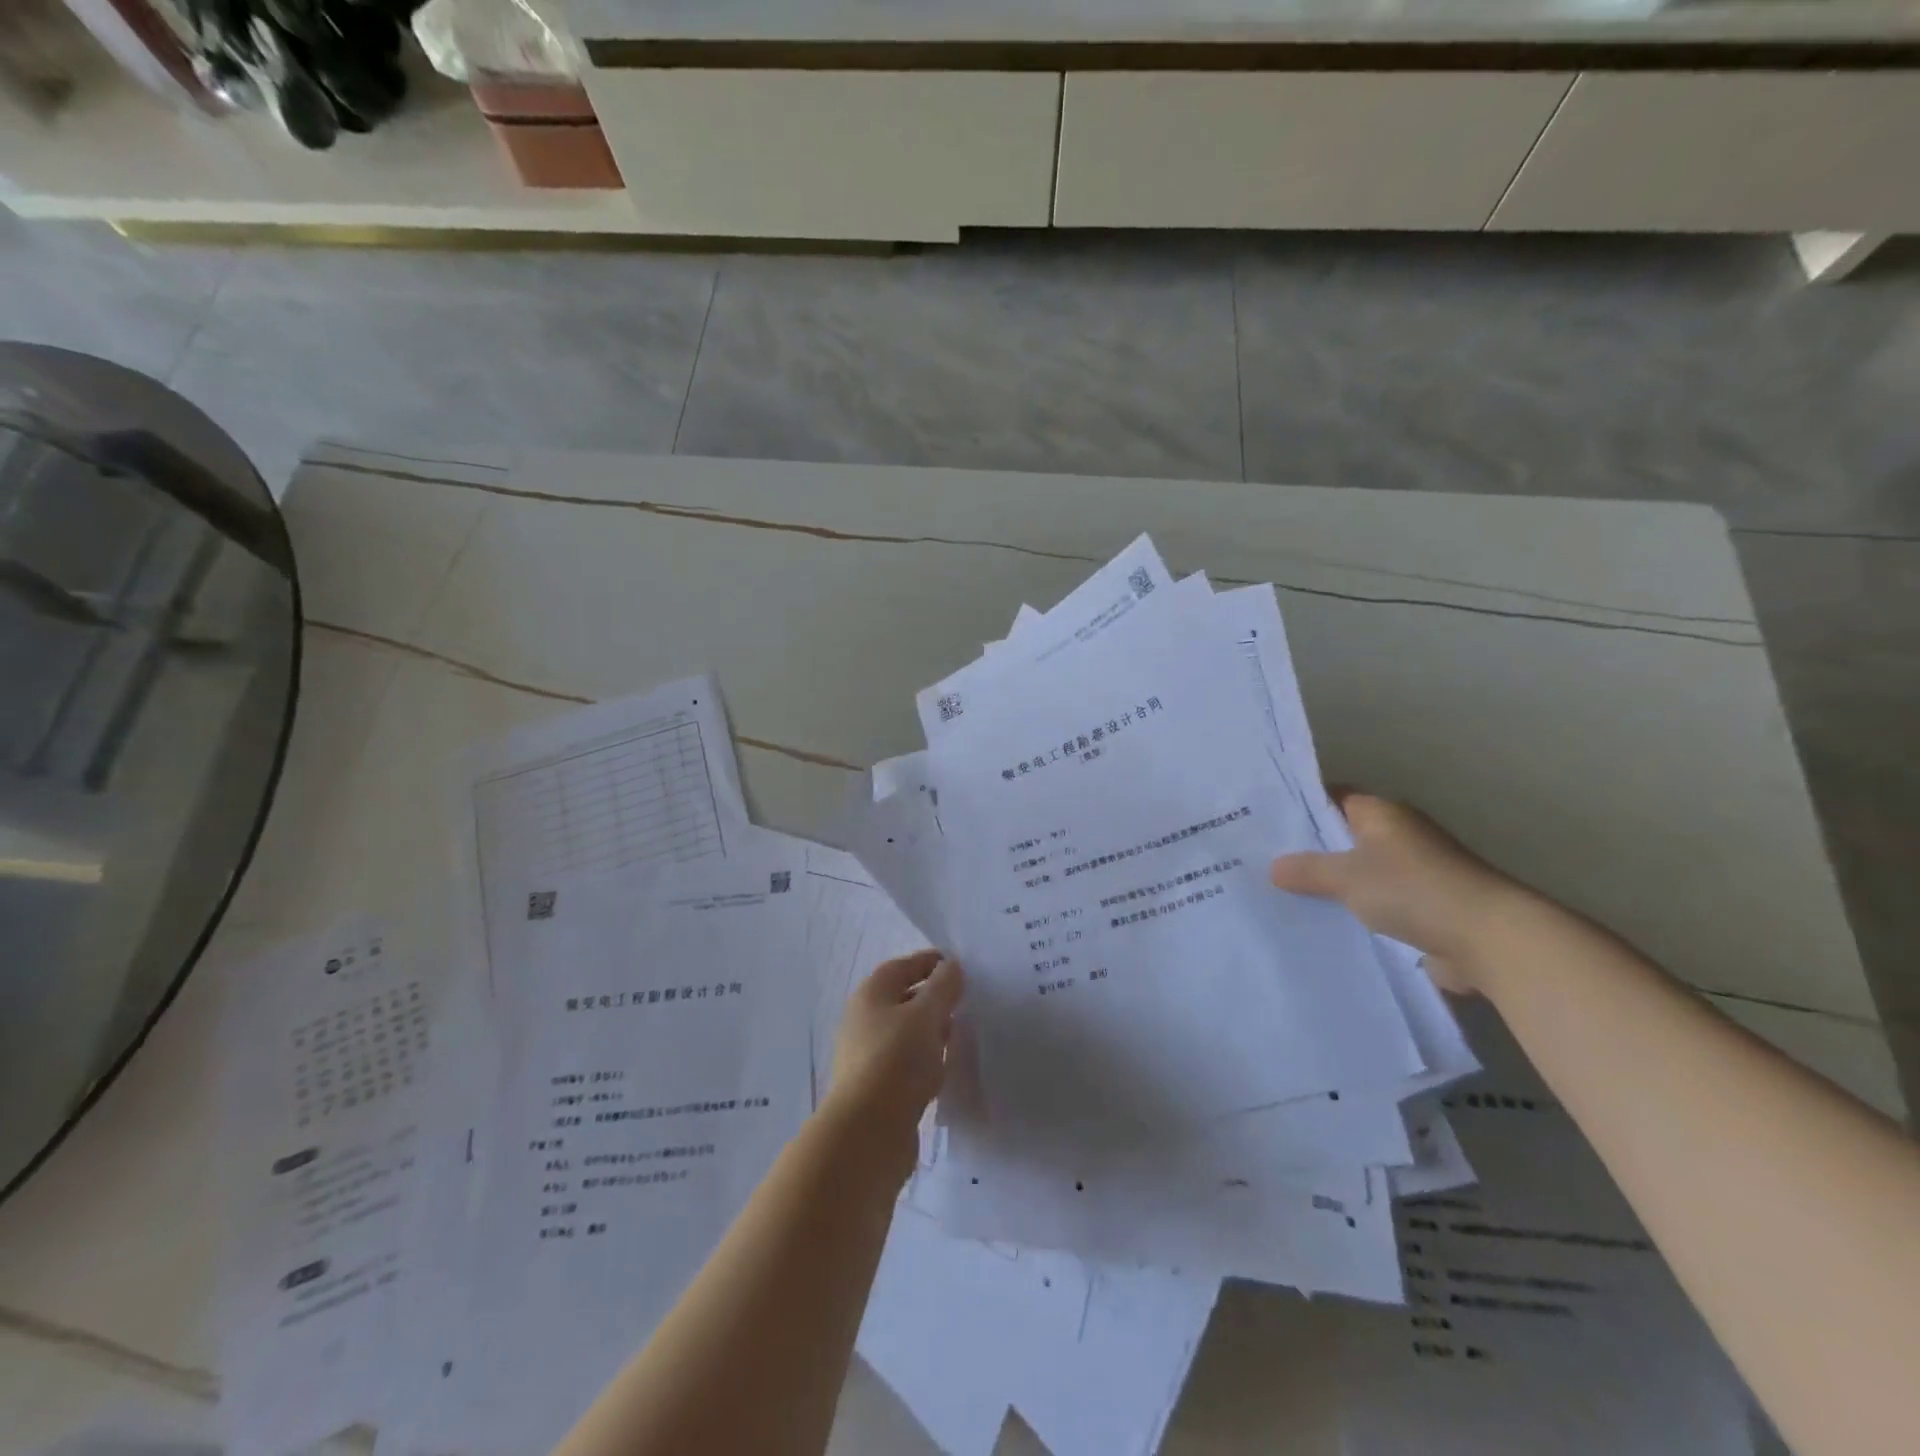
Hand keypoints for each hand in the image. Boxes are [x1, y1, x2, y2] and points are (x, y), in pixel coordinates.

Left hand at [827, 951, 963, 1142]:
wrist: (868, 1132)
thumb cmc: (896, 1060)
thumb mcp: (927, 1015)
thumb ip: (943, 987)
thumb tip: (951, 966)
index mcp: (870, 995)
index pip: (902, 966)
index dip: (930, 962)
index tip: (961, 966)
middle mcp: (863, 1020)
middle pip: (903, 999)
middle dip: (934, 998)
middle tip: (967, 1001)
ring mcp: (867, 1056)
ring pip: (906, 1033)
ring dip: (931, 1031)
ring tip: (962, 1035)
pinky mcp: (876, 1089)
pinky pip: (906, 1064)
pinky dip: (926, 1060)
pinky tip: (945, 1070)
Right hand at [1270, 792, 1525, 992]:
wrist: (1490, 940)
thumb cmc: (1414, 890)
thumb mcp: (1347, 877)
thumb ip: (1308, 870)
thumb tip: (1274, 866)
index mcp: (1383, 815)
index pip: (1333, 798)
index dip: (1301, 805)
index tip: (1265, 819)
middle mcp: (1400, 837)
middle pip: (1345, 837)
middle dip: (1310, 850)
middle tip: (1262, 860)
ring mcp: (1415, 874)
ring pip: (1360, 874)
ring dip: (1333, 886)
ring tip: (1283, 896)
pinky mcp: (1424, 910)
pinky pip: (1377, 906)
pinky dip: (1355, 914)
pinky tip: (1323, 926)